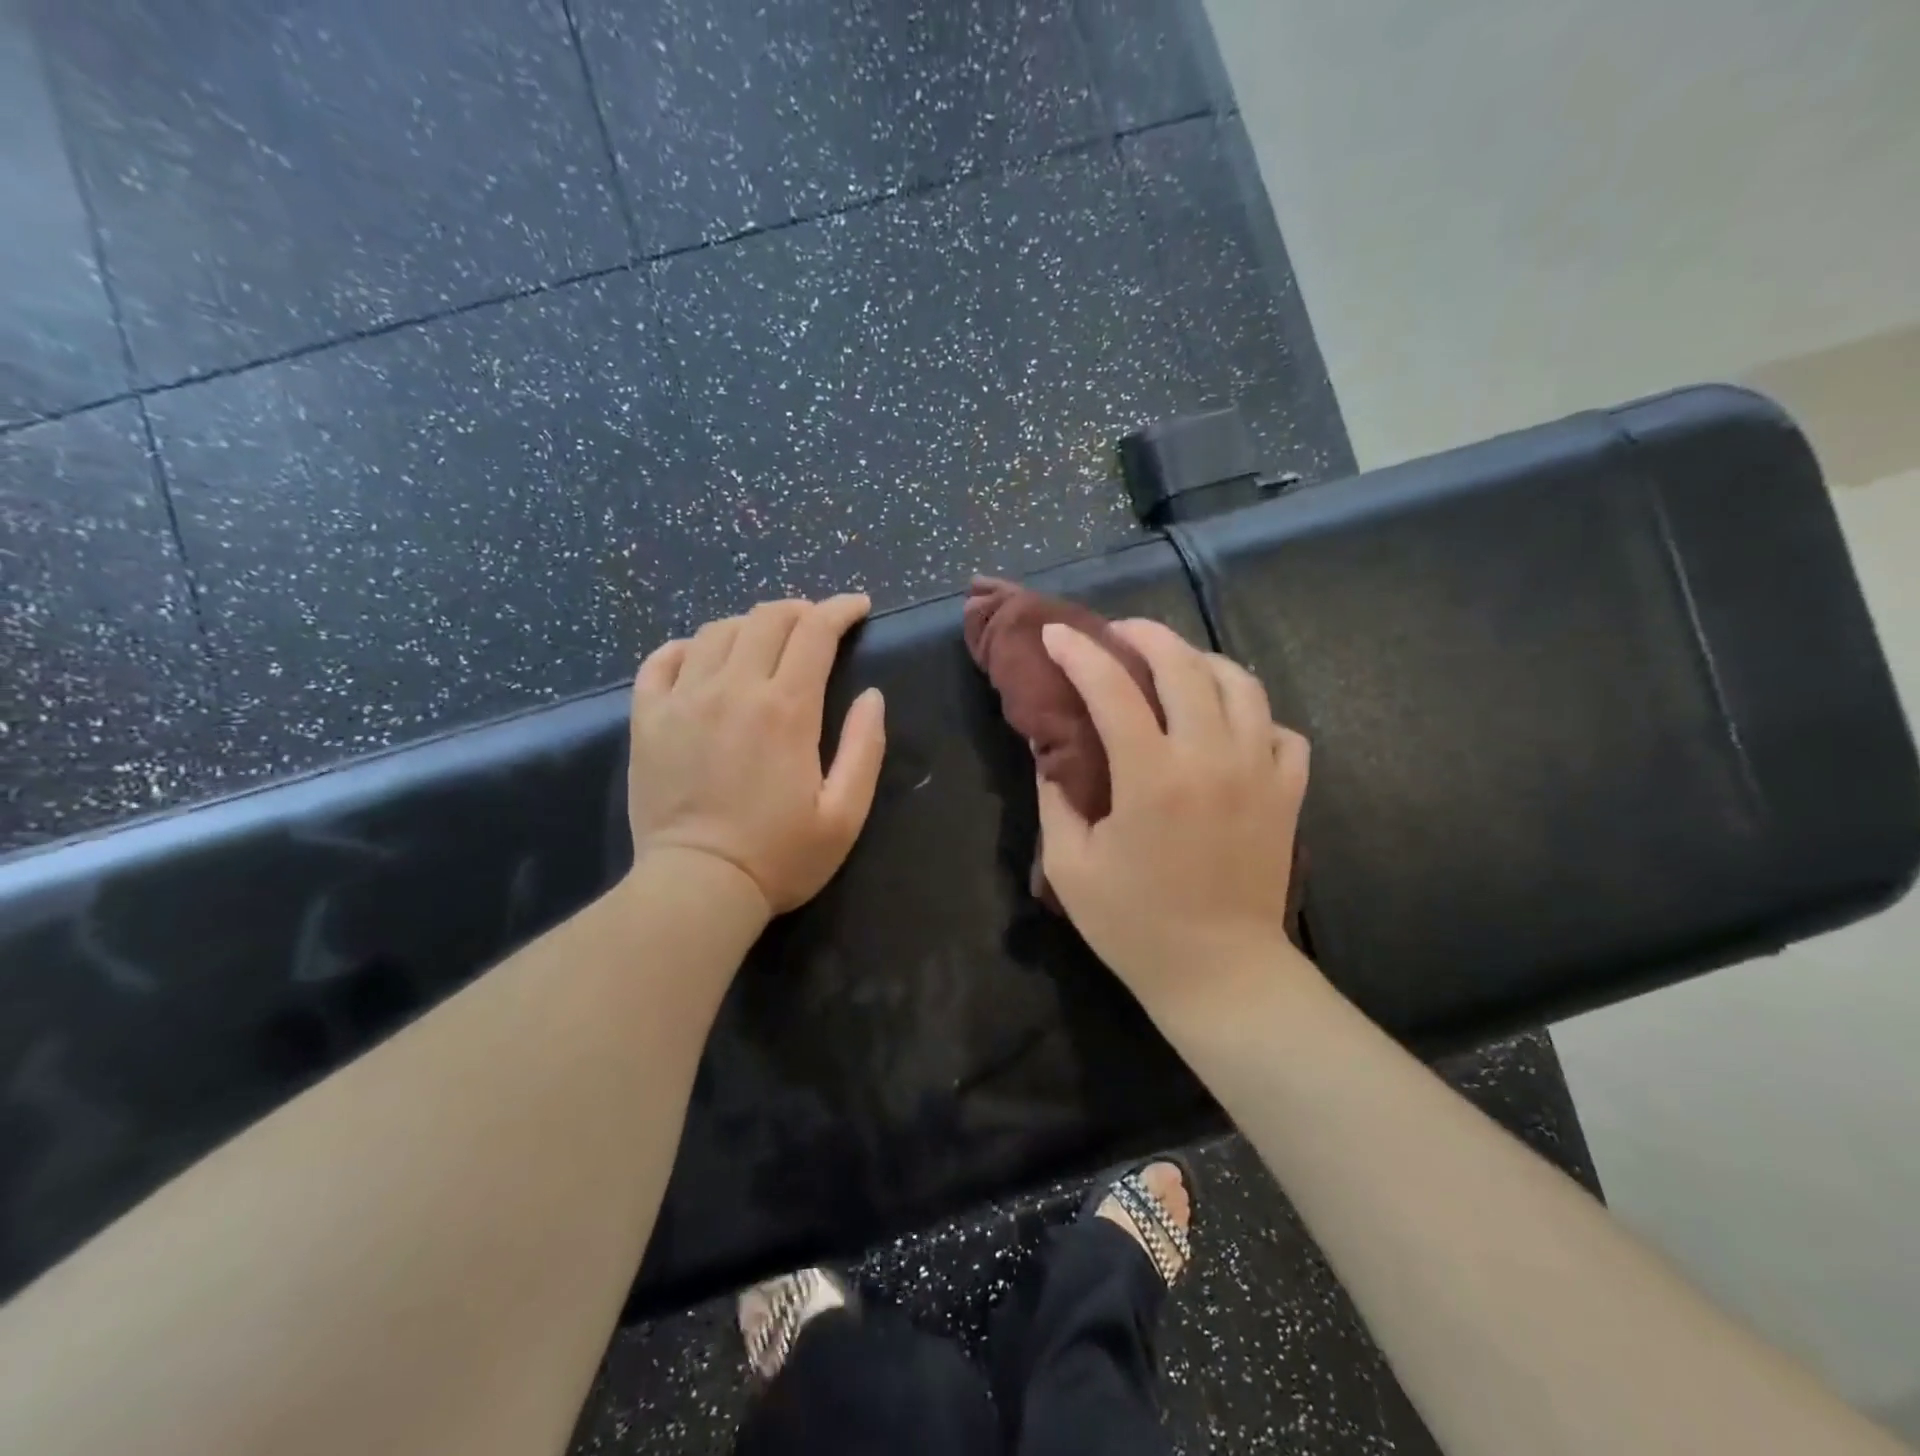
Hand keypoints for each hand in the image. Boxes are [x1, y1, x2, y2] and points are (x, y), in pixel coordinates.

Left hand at [627, 595, 885, 918]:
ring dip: (749, 626)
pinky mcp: (647, 719)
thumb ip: (865, 748)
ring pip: (716, 631)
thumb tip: (872, 695)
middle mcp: (733, 689)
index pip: (815, 631)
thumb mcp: (845, 814)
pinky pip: (661, 661)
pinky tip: (699, 658)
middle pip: (766, 618)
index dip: (840, 610)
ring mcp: (683, 700)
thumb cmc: (780, 857)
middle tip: (816, 626)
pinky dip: (686, 648)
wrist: (697, 888)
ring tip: (765, 643)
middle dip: (799, 610)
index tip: (858, 608)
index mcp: (786, 709)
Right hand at [1036, 618, 1310, 1007]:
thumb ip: (1055, 797)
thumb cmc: (1134, 925)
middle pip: (1184, 666)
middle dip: (1145, 635)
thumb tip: (1049, 749)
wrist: (1220, 974)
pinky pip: (1281, 730)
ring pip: (1241, 683)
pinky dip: (1253, 714)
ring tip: (1174, 665)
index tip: (1056, 635)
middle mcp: (1212, 759)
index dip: (1079, 654)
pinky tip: (1228, 725)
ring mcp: (1259, 772)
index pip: (1112, 689)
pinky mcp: (1288, 793)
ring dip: (1202, 661)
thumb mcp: (1071, 866)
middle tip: (1118, 634)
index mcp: (1152, 778)